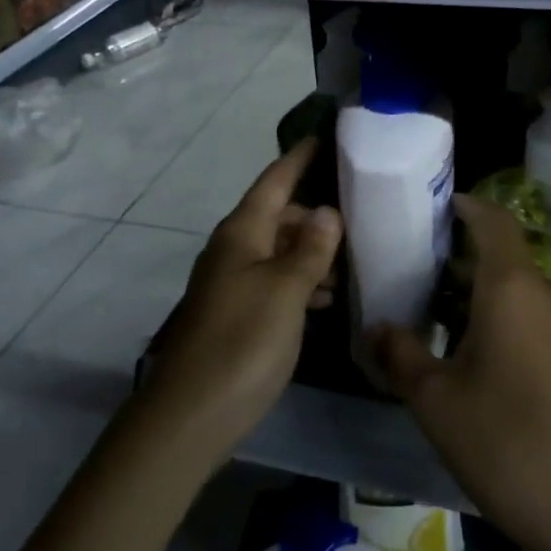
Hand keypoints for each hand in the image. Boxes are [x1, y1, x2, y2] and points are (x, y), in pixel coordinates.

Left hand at [137, 140, 341, 464]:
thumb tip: (328, 211)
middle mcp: (233, 250)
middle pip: (277, 215)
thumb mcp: (286, 291)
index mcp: (242, 233)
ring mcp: (231, 283)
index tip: (323, 137)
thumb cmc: (243, 342)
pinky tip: (325, 298)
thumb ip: (310, 250)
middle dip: (313, 212)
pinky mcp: (236, 313)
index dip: (298, 159)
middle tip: (358, 213)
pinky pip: (273, 281)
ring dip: (310, 250)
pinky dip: (300, 282)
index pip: (274, 182)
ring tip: (351, 260)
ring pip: (277, 250)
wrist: (192, 412)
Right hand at [366, 194, 550, 550]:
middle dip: (462, 265)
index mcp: (514, 289)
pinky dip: (512, 324)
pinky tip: (487, 365)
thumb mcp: (437, 403)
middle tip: (419, 282)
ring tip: (444, 328)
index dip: (466, 206)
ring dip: (486, 300)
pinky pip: (544, 323)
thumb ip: (401, 356)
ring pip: (524, 295)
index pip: (493, 221)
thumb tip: (375, 330)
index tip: (436, 208)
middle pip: (504, 260)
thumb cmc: (509, 447)